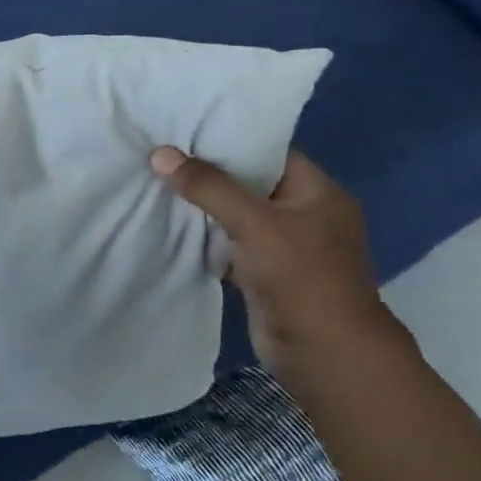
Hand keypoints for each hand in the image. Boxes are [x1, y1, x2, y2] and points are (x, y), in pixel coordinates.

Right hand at [149, 145, 412, 379]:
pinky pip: (228, 243)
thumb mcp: (254, 222)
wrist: (323, 354)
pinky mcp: (263, 272)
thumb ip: (208, 187)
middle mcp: (304, 214)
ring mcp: (284, 246)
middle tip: (162, 151)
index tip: (186, 127)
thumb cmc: (301, 277)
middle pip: (249, 182)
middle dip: (208, 171)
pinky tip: (169, 221)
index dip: (230, 138)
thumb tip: (160, 154)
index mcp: (318, 193)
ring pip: (235, 214)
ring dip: (202, 205)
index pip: (270, 152)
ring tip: (157, 179)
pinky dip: (204, 236)